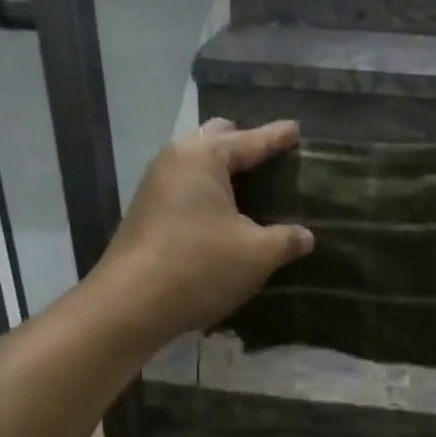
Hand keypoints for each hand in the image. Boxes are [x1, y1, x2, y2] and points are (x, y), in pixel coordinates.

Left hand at [93, 118, 313, 342]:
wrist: (129, 306)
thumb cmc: (199, 267)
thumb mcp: (256, 254)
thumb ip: (286, 239)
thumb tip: (306, 236)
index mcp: (203, 157)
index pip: (250, 141)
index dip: (277, 138)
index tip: (297, 129)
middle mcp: (175, 160)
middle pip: (216, 140)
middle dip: (244, 145)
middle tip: (272, 160)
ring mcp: (155, 186)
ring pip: (197, 164)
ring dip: (223, 171)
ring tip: (252, 186)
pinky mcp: (147, 212)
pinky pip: (186, 187)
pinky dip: (208, 191)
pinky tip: (225, 214)